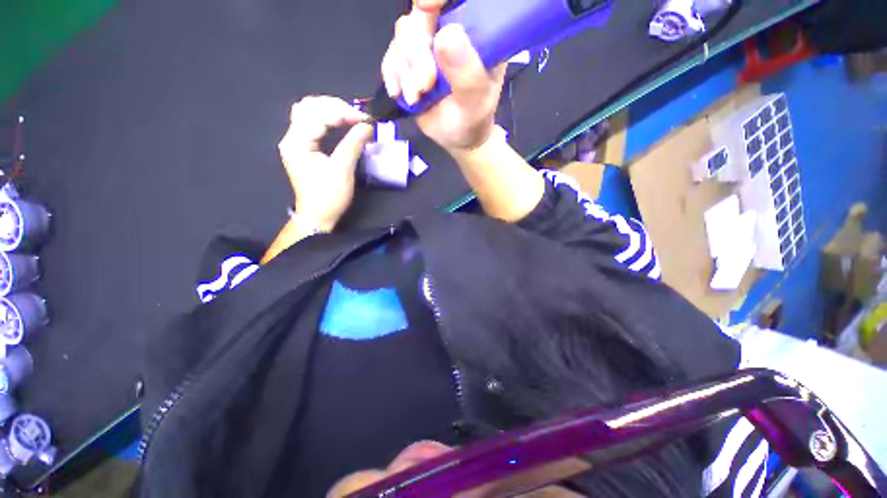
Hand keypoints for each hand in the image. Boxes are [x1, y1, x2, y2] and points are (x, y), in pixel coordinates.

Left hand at [278, 96, 373, 230]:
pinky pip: (312, 124)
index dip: (342, 112)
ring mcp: (295, 142)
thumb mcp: (343, 170)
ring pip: (308, 113)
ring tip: (350, 117)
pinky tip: (340, 123)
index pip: (318, 114)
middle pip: (308, 107)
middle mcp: (291, 137)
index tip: (365, 119)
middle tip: (357, 116)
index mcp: (297, 142)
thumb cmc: (329, 196)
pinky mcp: (302, 148)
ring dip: (330, 110)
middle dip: (335, 107)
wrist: (318, 216)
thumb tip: (368, 125)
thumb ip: (353, 144)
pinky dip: (327, 119)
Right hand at [381, 0, 505, 152]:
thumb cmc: (472, 119)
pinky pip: (391, 55)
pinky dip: (392, 74)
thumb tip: (446, 35)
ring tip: (416, 98)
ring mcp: (427, 44)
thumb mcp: (475, 102)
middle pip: (421, 16)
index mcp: (476, 33)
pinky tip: (399, 93)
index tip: (426, 9)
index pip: (452, 2)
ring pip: (403, 35)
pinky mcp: (409, 61)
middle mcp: (450, 30)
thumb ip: (466, 74)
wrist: (457, 137)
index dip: (434, 0)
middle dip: (416, 52)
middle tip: (425, 86)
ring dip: (404, 69)